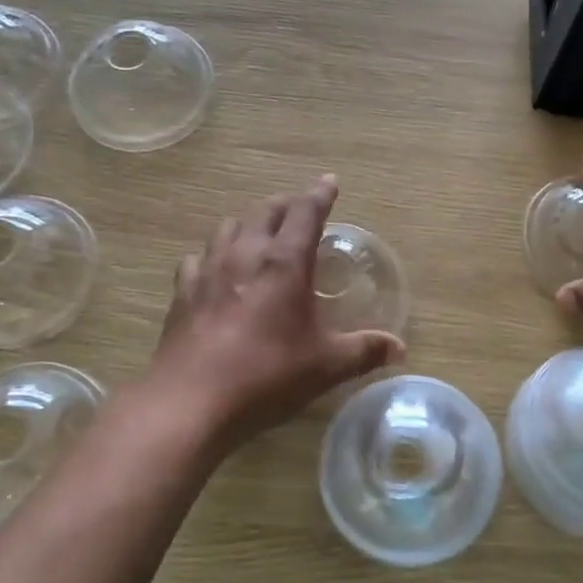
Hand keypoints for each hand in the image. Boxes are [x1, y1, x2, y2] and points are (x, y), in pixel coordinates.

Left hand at [148, 176, 403, 449]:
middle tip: (300, 209)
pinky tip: (215, 269)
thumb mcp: (325, 366)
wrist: (190, 401)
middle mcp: (245, 254)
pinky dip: (213, 255)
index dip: (320, 194)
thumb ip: (364, 351)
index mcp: (284, 263)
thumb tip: (399, 347)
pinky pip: (198, 258)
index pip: (306, 213)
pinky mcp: (183, 292)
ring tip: (260, 233)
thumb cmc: (266, 376)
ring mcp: (208, 270)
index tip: (329, 181)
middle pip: (266, 211)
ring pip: (229, 227)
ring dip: (249, 223)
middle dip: (286, 205)